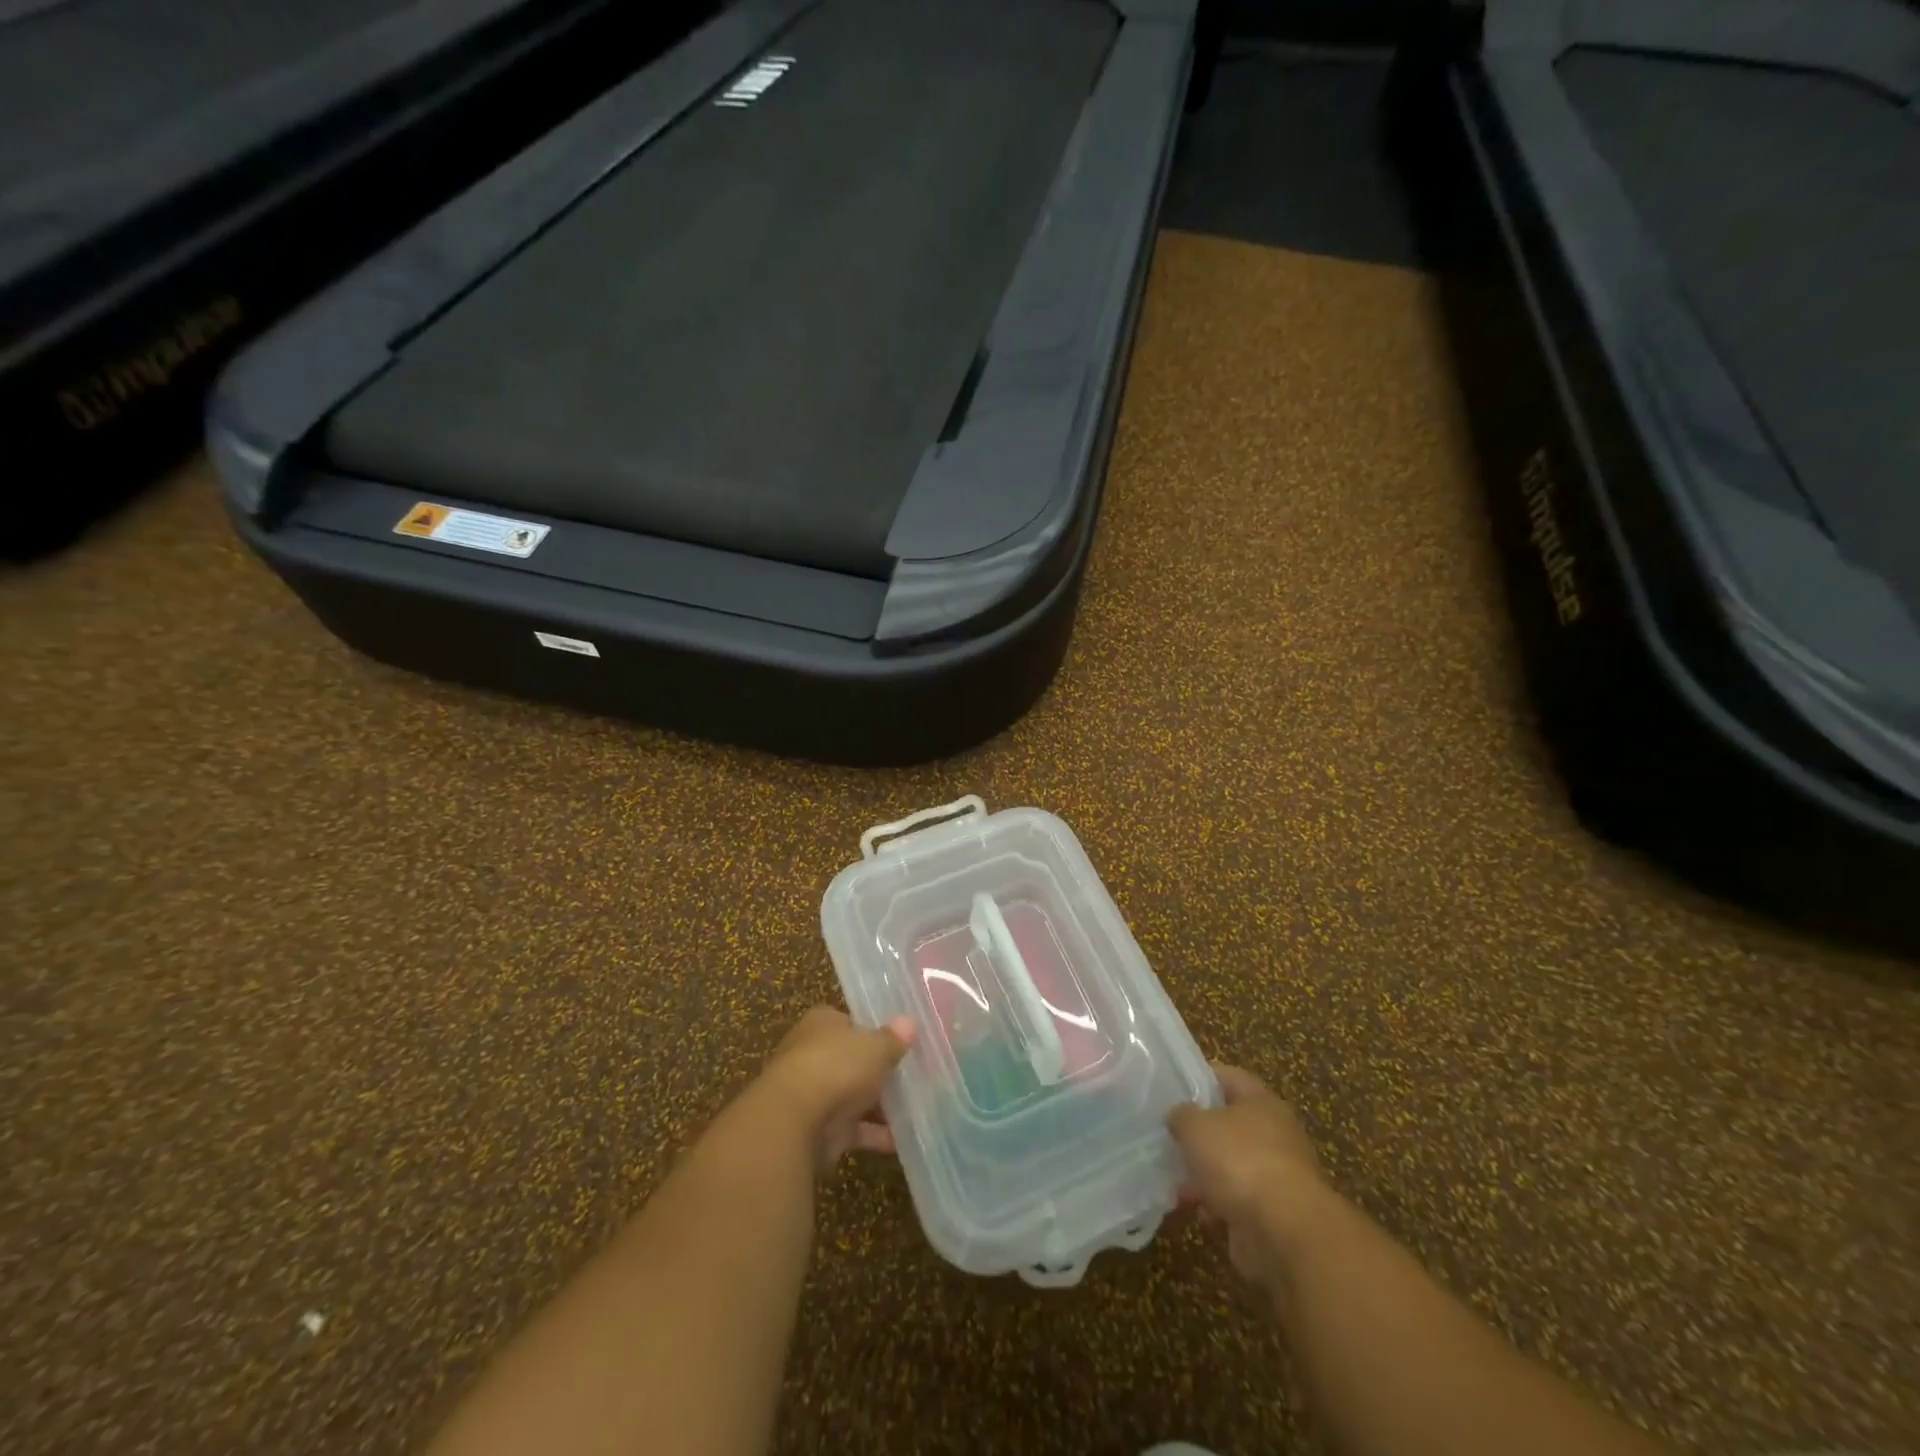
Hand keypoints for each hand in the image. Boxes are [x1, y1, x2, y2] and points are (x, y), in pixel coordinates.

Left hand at [758, 1006, 915, 1170]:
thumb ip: (893, 1038)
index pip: (850, 1022)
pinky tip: (903, 1140)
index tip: (900, 1042)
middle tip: (914, 1076)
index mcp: (822, 1023)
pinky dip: (875, 1135)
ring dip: (879, 1106)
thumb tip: (909, 1022)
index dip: (874, 1031)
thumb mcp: (876, 1046)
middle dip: (878, 1071)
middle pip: (852, 1061)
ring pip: (853, 1096)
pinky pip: (853, 1129)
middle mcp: (813, 1054)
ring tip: (918, 1109)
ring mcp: (814, 1094)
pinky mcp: (818, 1130)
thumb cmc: (836, 1066)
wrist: (792, 1121)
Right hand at [1168, 1065, 1334, 1286]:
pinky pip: (1237, 1200)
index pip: (1229, 1077)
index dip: (1201, 1077)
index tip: (1173, 1086)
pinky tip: (1195, 1210)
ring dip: (1205, 1173)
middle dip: (1199, 1133)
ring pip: (1231, 1165)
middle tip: (1168, 1135)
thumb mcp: (1196, 1126)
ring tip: (1174, 1180)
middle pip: (1230, 1124)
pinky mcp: (1274, 1214)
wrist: (1286, 1234)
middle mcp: (1275, 1134)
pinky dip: (1217, 1204)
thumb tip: (1179, 1116)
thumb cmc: (1240, 1161)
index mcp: (1262, 1102)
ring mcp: (1277, 1175)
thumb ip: (1182, 1115)